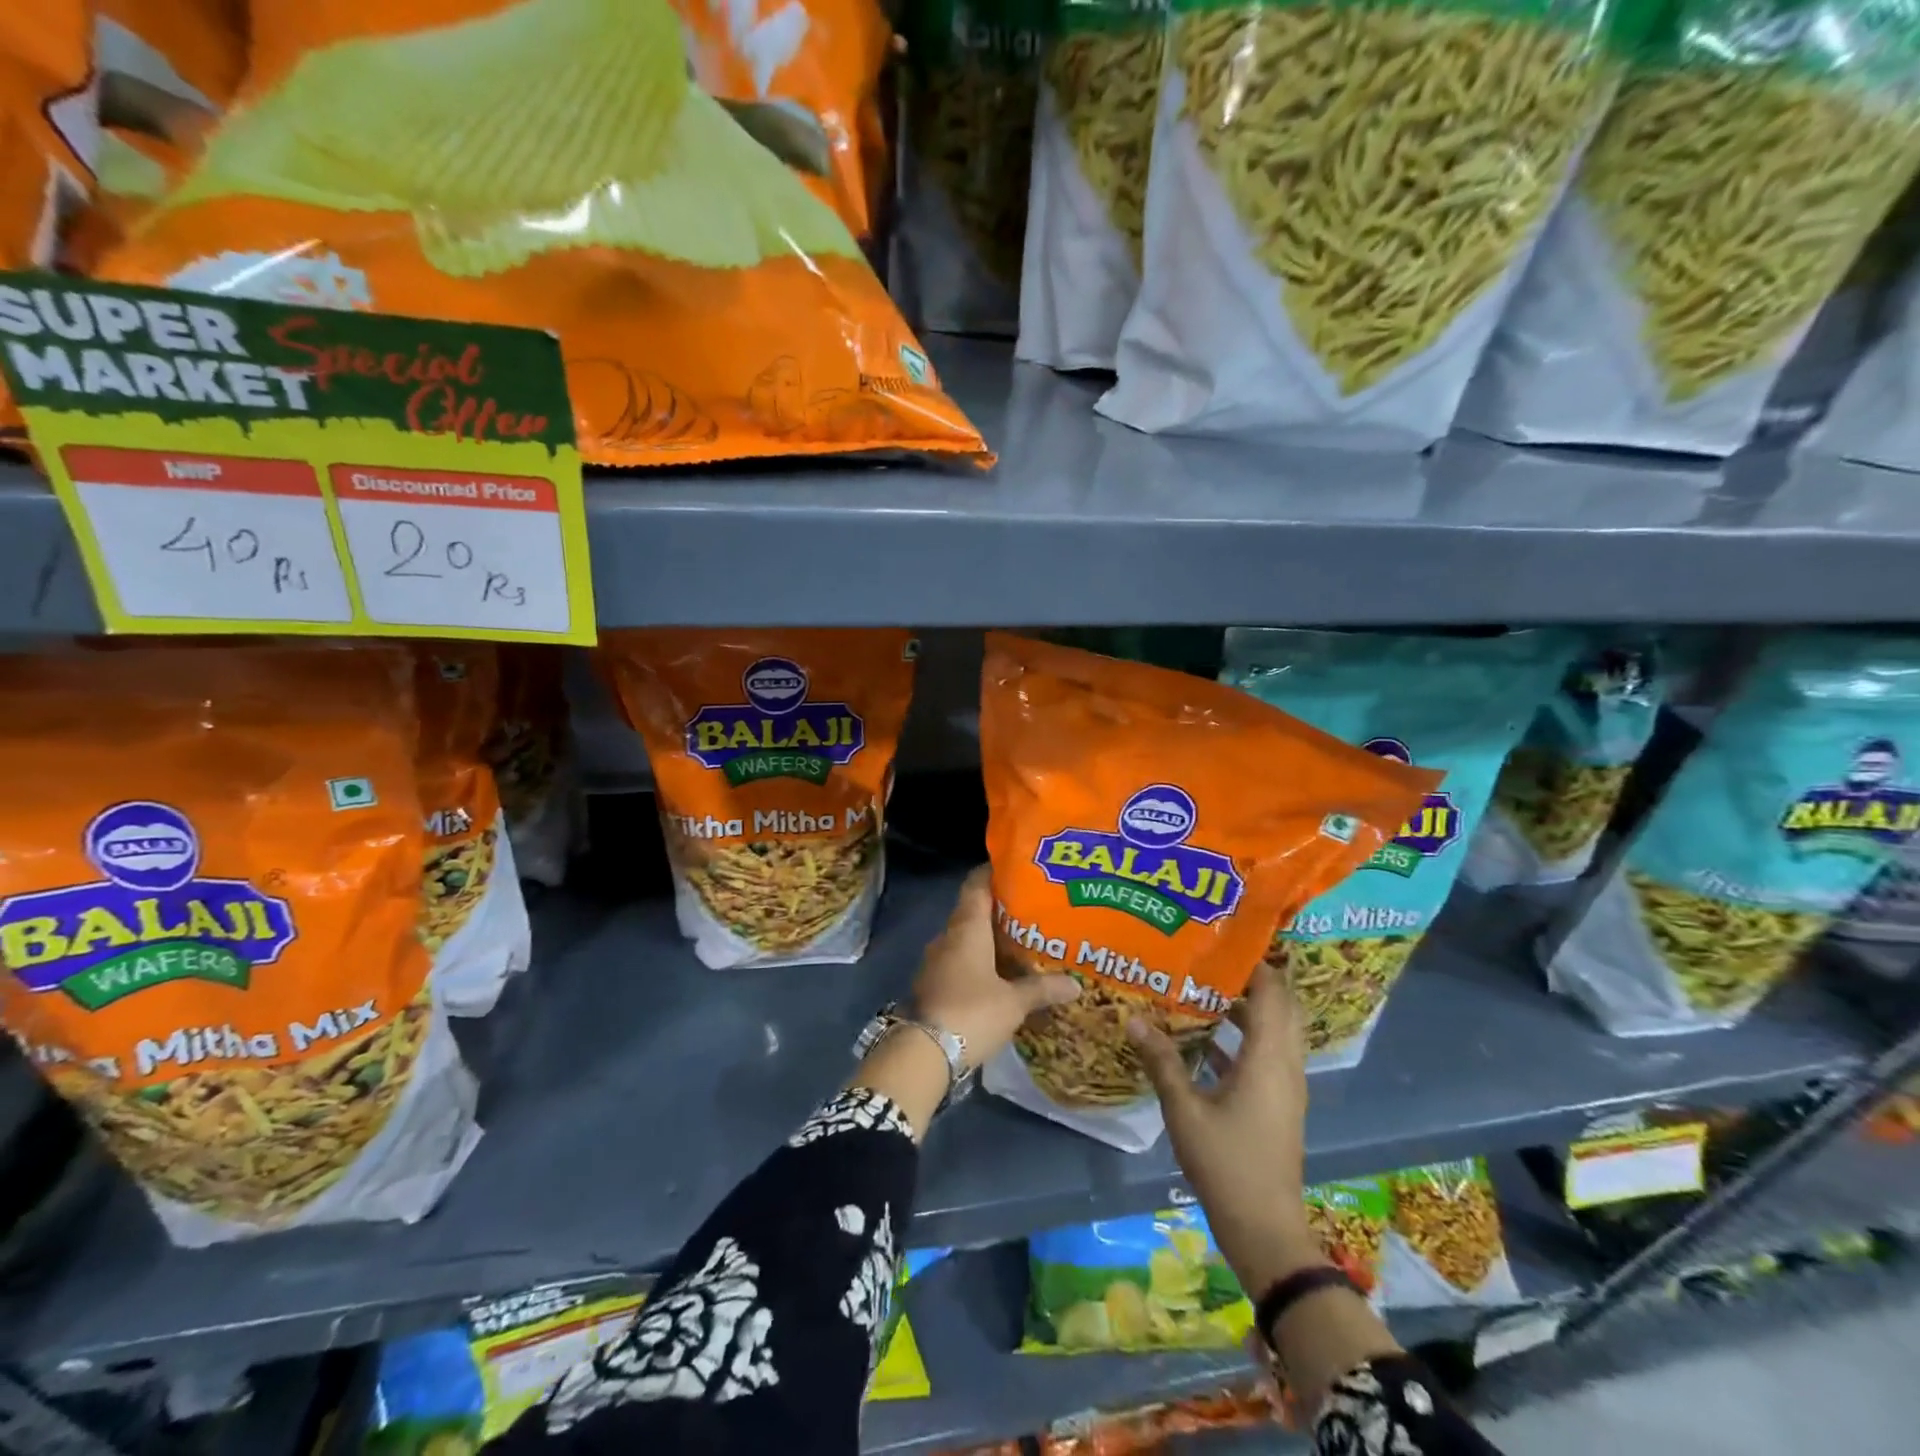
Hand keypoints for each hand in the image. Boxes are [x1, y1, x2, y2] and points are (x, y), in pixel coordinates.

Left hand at [912, 865, 1079, 1069]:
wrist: (924, 1053)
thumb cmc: (972, 1013)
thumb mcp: (1014, 1002)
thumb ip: (1042, 989)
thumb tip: (1076, 985)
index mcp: (966, 928)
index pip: (976, 885)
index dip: (992, 873)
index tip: (1015, 869)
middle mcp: (947, 937)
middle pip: (972, 911)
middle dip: (999, 910)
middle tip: (1030, 911)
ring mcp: (935, 961)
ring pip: (965, 939)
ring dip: (988, 939)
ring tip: (1020, 944)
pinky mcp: (932, 984)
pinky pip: (959, 962)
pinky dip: (978, 962)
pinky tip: (999, 975)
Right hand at [1127, 959, 1320, 1295]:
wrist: (1267, 1231)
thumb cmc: (1227, 1164)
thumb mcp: (1185, 1110)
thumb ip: (1161, 1061)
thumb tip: (1133, 1018)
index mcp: (1268, 1058)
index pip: (1272, 992)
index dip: (1253, 962)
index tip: (1221, 938)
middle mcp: (1285, 1065)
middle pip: (1279, 1007)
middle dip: (1250, 979)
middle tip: (1210, 958)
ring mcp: (1284, 1087)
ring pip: (1273, 1031)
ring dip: (1245, 1008)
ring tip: (1201, 987)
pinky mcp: (1278, 1104)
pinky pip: (1265, 1055)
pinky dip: (1242, 1038)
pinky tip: (1204, 1039)